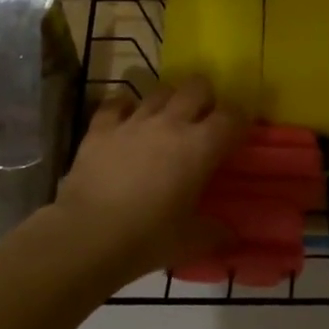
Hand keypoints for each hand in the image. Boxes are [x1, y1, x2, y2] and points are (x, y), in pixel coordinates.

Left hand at [53, 76, 246, 279]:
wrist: (88, 236)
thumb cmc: (148, 238)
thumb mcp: (191, 241)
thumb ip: (216, 232)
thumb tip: (231, 234)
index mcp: (200, 146)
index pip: (232, 116)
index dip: (240, 120)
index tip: (238, 133)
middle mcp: (170, 123)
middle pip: (197, 87)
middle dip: (205, 98)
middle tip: (203, 120)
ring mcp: (133, 121)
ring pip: (159, 91)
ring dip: (168, 101)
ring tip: (166, 119)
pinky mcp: (101, 128)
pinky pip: (116, 103)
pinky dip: (124, 107)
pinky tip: (126, 118)